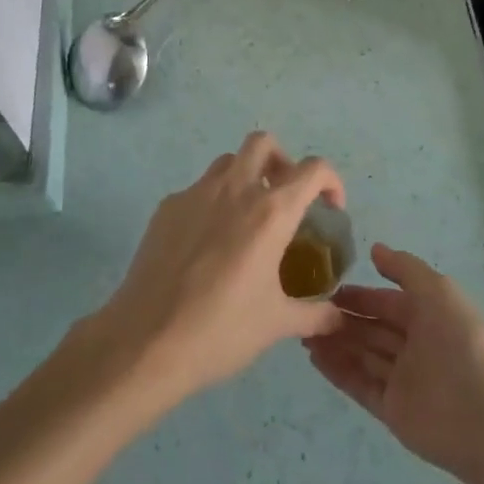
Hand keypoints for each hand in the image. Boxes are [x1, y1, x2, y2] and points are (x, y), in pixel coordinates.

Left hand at [91, 132, 345, 410]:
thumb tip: (337, 317)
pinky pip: (198, 190)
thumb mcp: (276, 325)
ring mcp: (196, 193)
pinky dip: (213, 202)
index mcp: (270, 212)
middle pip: (264, 143)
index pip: (313, 169)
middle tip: (285, 198)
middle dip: (281, 161)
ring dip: (245, 177)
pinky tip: (207, 245)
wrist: (146, 341)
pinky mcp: (168, 207)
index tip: (330, 208)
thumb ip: (314, 315)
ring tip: (247, 219)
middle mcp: (235, 189)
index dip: (330, 181)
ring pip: (228, 162)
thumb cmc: (220, 330)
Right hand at [306, 244, 483, 483]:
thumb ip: (404, 269)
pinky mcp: (392, 410)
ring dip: (334, 343)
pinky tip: (314, 357)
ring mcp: (402, 379)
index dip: (359, 296)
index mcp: (427, 316)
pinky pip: (359, 385)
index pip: (385, 302)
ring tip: (302, 331)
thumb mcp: (438, 291)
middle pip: (371, 329)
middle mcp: (413, 346)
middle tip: (306, 310)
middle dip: (342, 319)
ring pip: (362, 355)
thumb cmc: (463, 342)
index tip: (327, 288)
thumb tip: (374, 249)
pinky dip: (338, 371)